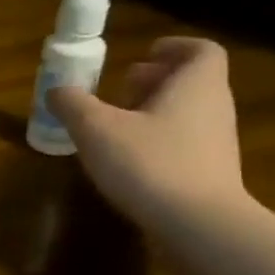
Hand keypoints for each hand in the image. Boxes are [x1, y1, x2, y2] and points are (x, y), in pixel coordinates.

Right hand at [51, 37, 248, 230]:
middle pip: (191, 83)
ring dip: (155, 114)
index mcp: (196, 84)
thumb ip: (73, 105)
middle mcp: (214, 108)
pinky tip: (129, 163)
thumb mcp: (97, 129)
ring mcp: (217, 146)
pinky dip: (159, 144)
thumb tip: (56, 90)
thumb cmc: (150, 163)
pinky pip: (185, 147)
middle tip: (121, 90)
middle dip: (155, 82)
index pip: (200, 50)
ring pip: (187, 116)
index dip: (174, 48)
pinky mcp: (211, 177)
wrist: (199, 227)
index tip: (145, 54)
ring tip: (117, 127)